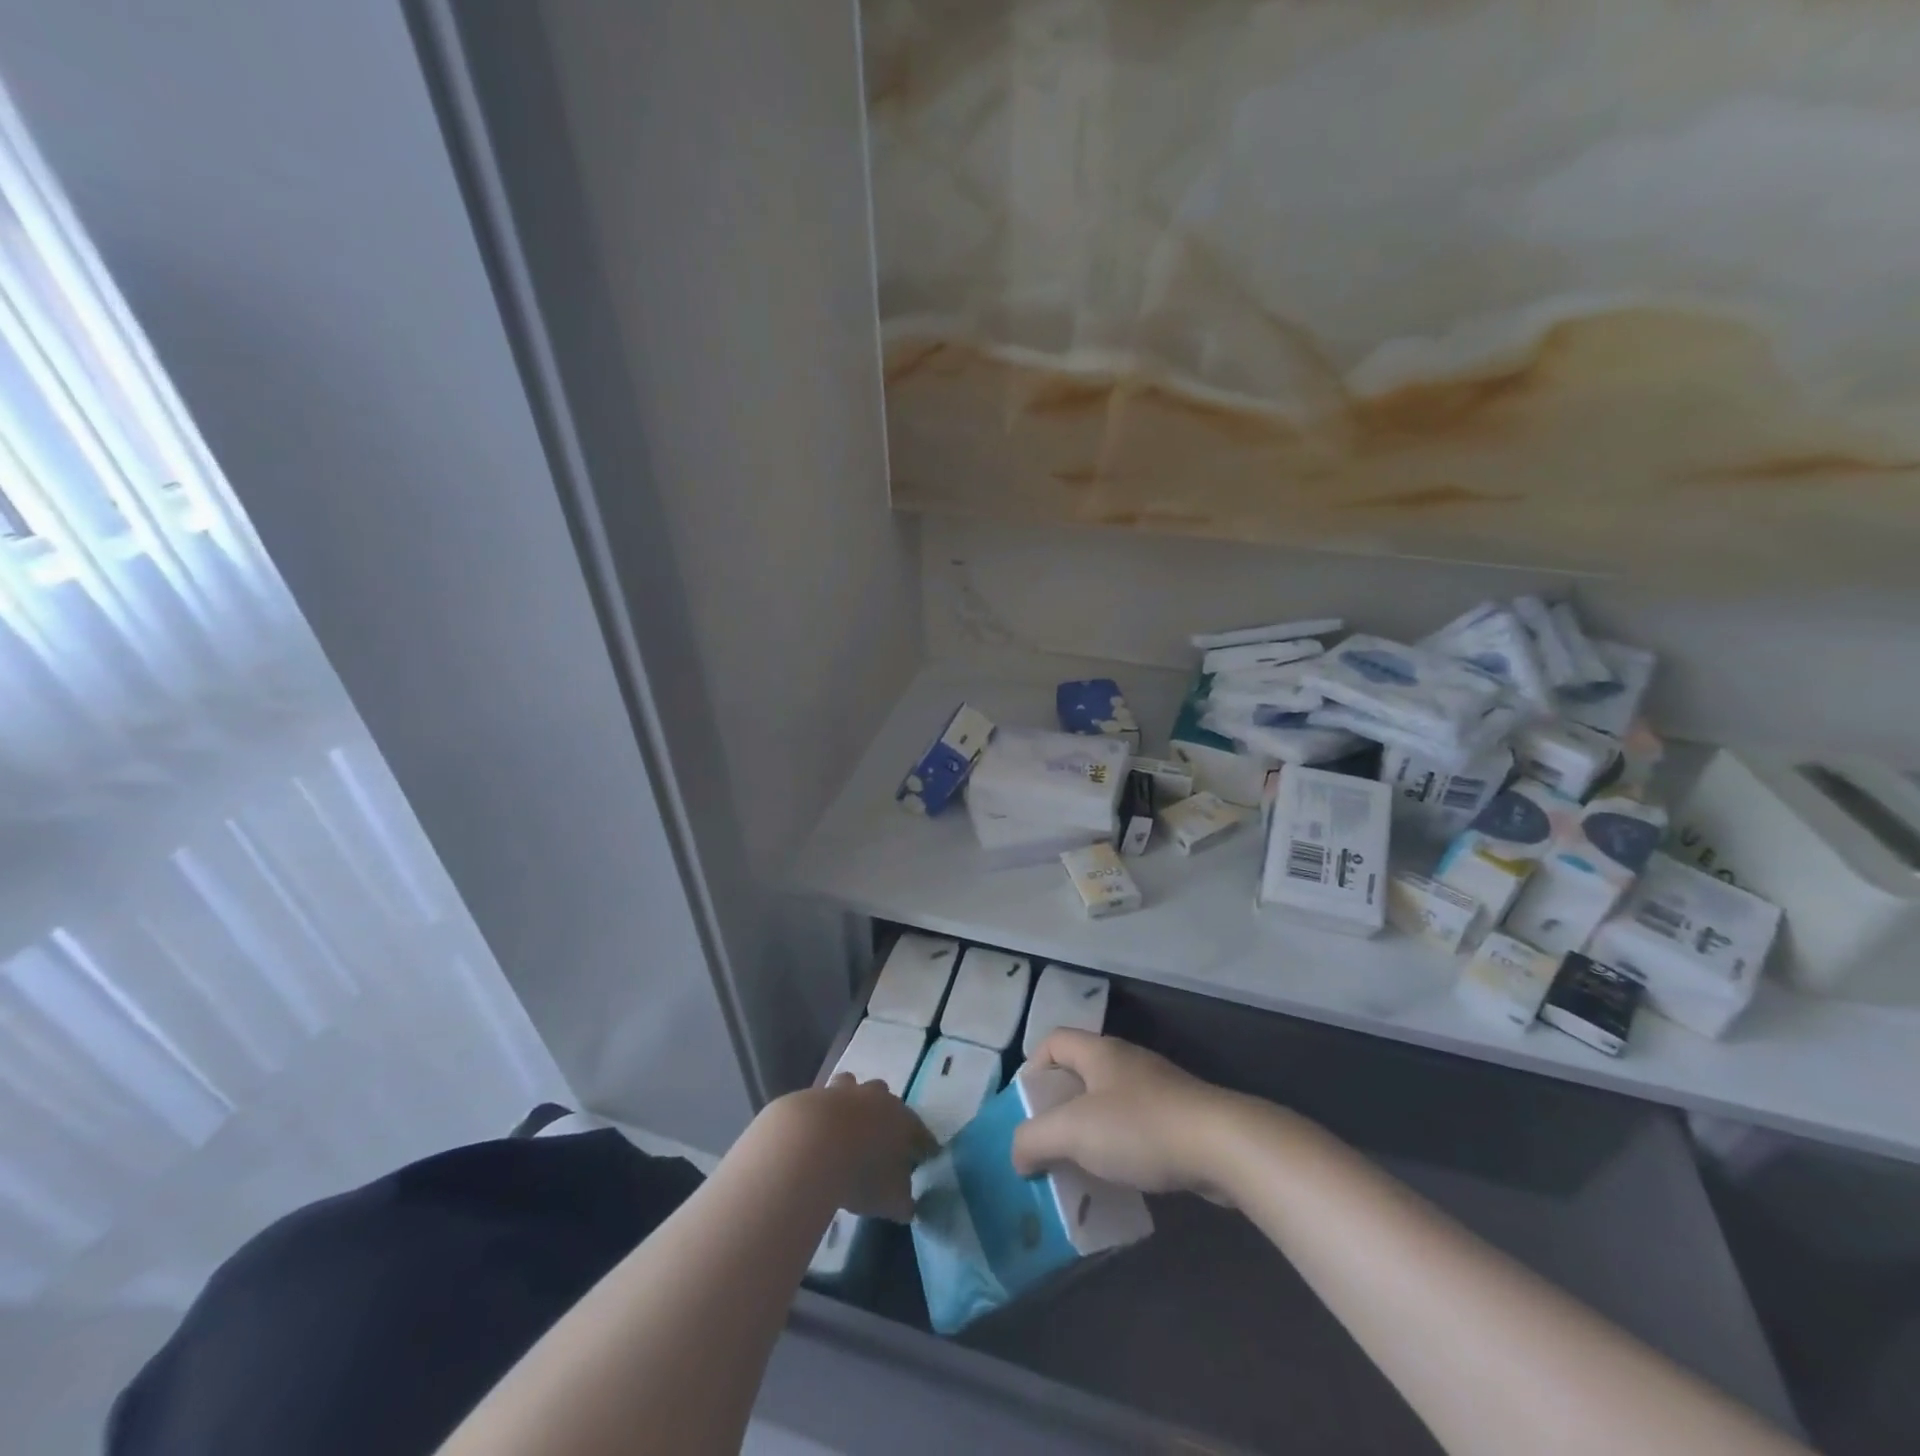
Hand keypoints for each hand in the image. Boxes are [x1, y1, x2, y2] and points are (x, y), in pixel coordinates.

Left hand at [764, 1076, 935, 1222]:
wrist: (810, 1146)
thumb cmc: (861, 1173)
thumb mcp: (891, 1199)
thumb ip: (903, 1202)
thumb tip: (907, 1205)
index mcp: (902, 1119)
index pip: (921, 1132)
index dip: (924, 1146)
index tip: (925, 1157)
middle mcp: (877, 1098)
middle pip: (887, 1100)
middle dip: (885, 1116)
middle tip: (880, 1140)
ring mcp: (844, 1092)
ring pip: (853, 1088)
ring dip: (852, 1103)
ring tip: (845, 1128)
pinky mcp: (815, 1094)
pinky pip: (823, 1100)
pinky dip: (823, 1113)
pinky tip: (817, 1132)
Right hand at [1011, 1031, 1242, 1200]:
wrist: (1223, 1146)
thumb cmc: (1140, 1128)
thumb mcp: (1074, 1132)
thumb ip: (1035, 1139)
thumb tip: (1017, 1154)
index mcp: (1099, 1052)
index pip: (1053, 1041)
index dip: (1032, 1068)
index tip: (1025, 1108)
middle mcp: (1126, 1063)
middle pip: (1079, 1076)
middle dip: (1058, 1111)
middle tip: (1046, 1145)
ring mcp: (1156, 1090)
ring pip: (1107, 1106)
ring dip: (1089, 1136)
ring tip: (1077, 1170)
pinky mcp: (1179, 1120)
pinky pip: (1135, 1130)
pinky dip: (1119, 1152)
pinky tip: (1119, 1182)